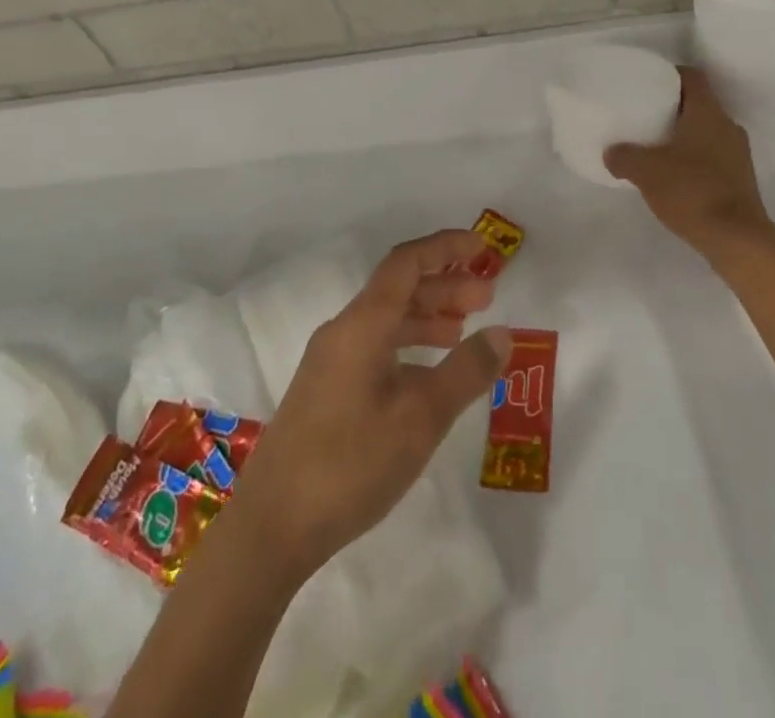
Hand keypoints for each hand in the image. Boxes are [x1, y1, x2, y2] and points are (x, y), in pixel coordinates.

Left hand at [225, 229, 509, 579]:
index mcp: (363, 324)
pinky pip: (374, 346)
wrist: (271, 528)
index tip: (482, 247)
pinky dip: (407, 345)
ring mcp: (330, 361)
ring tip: (464, 330)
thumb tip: (503, 332)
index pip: (407, 262)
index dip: (445, 248)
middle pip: (398, 288)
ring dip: (427, 316)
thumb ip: (466, 371)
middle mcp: (344, 331)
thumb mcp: (421, 418)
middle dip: (444, 285)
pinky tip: (427, 374)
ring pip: (386, 319)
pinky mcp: (325, 389)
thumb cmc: (351, 464)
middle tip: (487, 298)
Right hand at [604, 67, 774, 259]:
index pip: (693, 77)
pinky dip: (694, 160)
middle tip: (646, 114)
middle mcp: (728, 126)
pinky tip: (674, 176)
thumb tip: (611, 152)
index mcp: (708, 113)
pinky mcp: (740, 180)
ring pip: (707, 132)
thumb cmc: (692, 191)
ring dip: (684, 136)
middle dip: (674, 108)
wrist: (737, 240)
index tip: (649, 81)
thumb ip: (624, 157)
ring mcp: (738, 154)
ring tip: (656, 146)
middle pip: (700, 104)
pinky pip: (713, 157)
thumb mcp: (646, 171)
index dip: (671, 74)